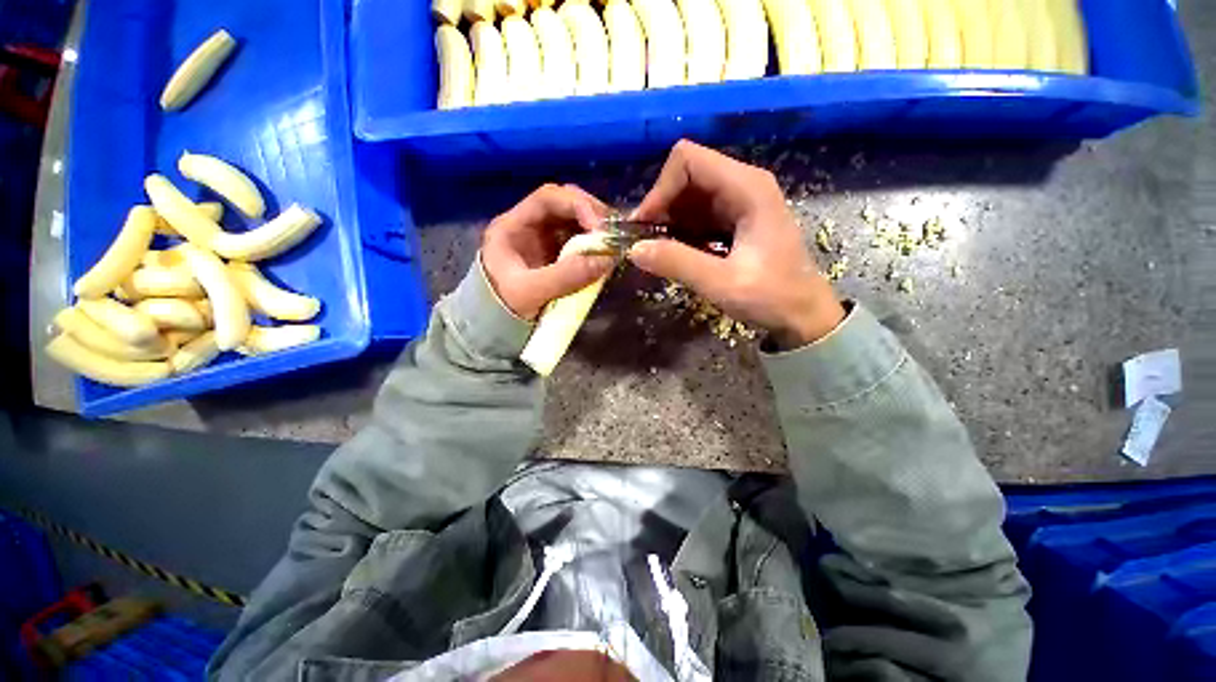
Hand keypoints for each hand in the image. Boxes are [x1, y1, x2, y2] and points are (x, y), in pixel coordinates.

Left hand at [482, 184, 616, 319]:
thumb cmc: (501, 309)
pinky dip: (594, 247)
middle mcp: (529, 227)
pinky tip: (604, 255)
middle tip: (613, 233)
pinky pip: (578, 243)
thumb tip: (607, 260)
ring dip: (596, 230)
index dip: (577, 204)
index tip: (598, 227)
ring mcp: (543, 242)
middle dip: (591, 214)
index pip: (547, 198)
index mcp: (513, 226)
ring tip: (613, 244)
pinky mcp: (555, 258)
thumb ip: (565, 276)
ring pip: (574, 223)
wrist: (493, 331)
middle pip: (565, 205)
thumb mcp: (529, 293)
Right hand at [628, 140, 845, 348]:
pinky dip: (680, 231)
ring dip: (668, 221)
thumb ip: (677, 263)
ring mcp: (739, 202)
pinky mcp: (734, 220)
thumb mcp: (721, 283)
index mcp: (747, 187)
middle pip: (686, 175)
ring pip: (689, 196)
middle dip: (661, 207)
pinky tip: (677, 254)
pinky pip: (697, 215)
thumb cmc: (772, 297)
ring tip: (659, 252)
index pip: (688, 160)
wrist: (803, 315)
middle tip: (647, 243)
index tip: (645, 226)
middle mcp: (743, 184)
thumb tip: (634, 249)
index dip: (660, 189)